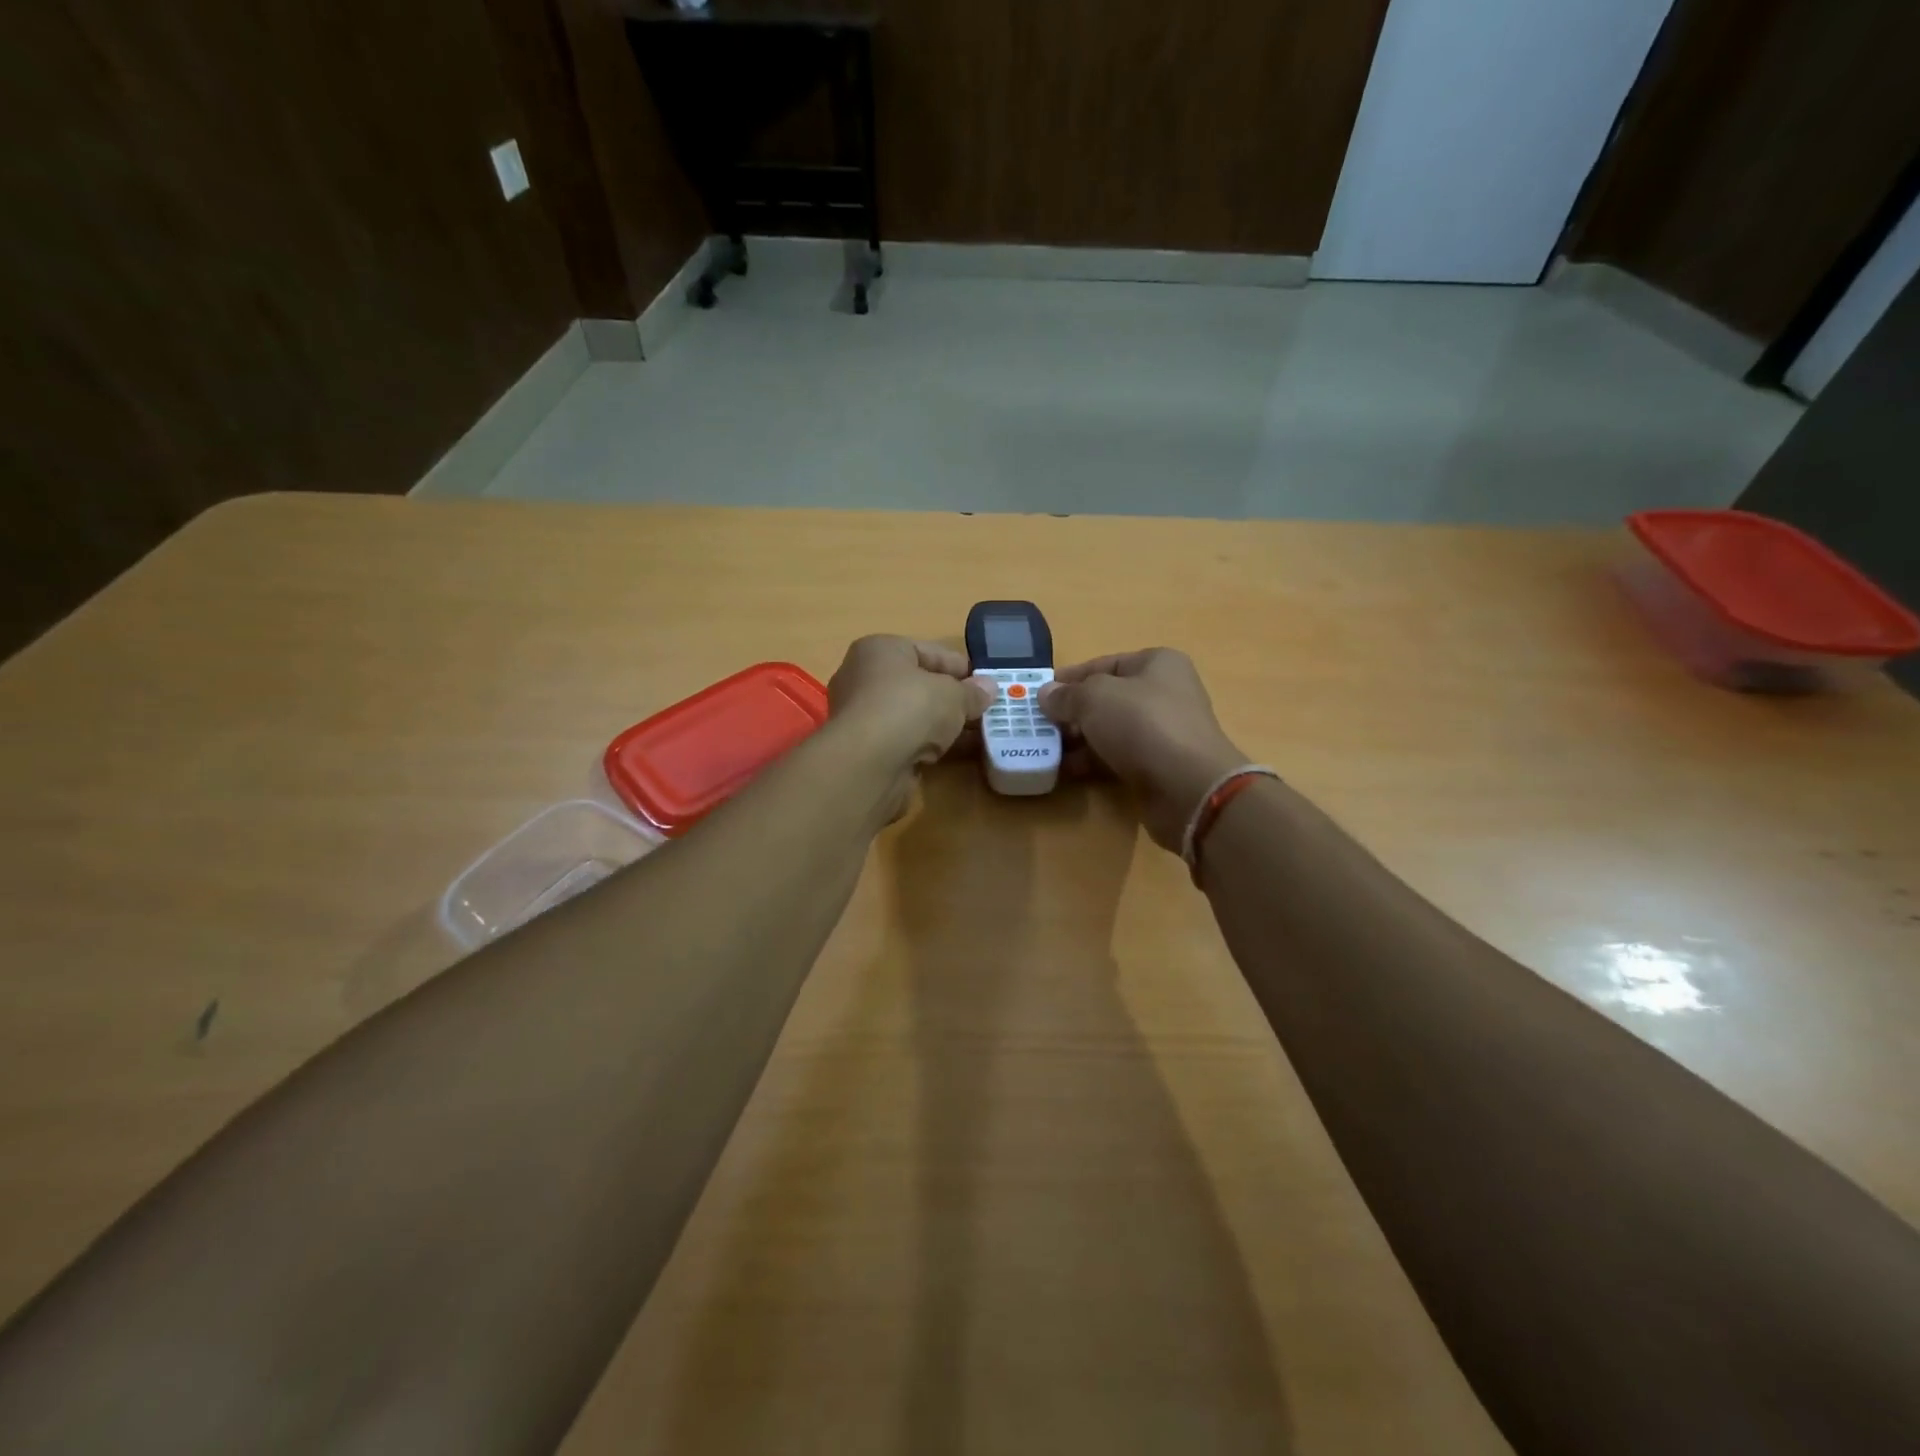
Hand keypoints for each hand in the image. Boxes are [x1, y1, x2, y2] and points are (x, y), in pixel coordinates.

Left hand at [827, 636, 995, 770]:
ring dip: (943, 724)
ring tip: (979, 733)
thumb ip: (972, 692)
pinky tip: (955, 752)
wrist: (869, 763)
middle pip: (919, 684)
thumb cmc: (910, 707)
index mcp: (880, 649)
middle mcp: (865, 677)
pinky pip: (907, 739)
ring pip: (914, 714)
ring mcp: (863, 715)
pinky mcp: (867, 748)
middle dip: (953, 698)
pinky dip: (929, 744)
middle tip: (986, 709)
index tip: (988, 683)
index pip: (929, 651)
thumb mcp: (953, 694)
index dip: (961, 667)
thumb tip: (989, 688)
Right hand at [1038, 649, 1249, 850]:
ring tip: (1047, 750)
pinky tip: (1067, 771)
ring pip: (1111, 730)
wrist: (1187, 786)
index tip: (1041, 693)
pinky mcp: (1159, 766)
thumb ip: (1067, 695)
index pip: (1105, 664)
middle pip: (1107, 699)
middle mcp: (1165, 693)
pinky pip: (1118, 758)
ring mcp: (1164, 732)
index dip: (1071, 677)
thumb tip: (1046, 694)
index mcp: (1157, 664)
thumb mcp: (1094, 698)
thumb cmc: (1142, 724)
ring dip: (1079, 740)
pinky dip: (1093, 762)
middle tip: (1040, 725)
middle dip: (1072, 712)